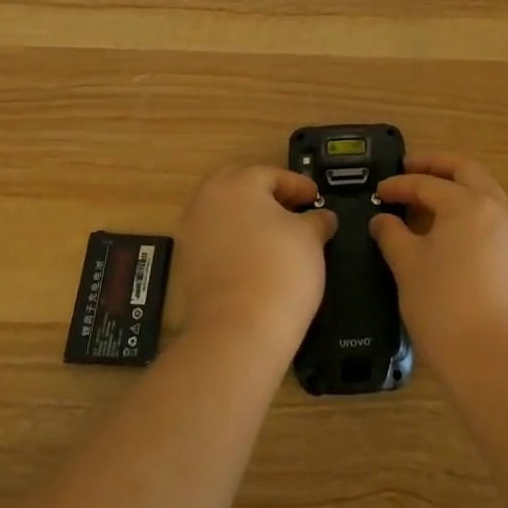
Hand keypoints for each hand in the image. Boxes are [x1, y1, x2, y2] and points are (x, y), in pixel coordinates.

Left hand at [172, 165, 336, 353]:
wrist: (238, 333)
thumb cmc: (281, 272)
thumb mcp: (311, 239)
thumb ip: (317, 219)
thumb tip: (321, 217)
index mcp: (239, 184)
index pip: (273, 175)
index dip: (299, 186)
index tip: (315, 197)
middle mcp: (208, 200)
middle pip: (240, 186)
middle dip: (266, 194)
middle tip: (291, 209)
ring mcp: (192, 232)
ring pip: (224, 212)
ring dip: (247, 217)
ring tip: (275, 235)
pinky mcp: (186, 264)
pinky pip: (214, 239)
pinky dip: (234, 241)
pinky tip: (255, 257)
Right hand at [370, 152, 507, 375]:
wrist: (495, 360)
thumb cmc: (444, 307)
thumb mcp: (408, 266)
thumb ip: (392, 235)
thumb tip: (383, 219)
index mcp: (468, 203)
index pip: (427, 184)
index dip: (400, 185)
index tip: (378, 190)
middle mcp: (496, 207)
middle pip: (465, 170)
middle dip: (436, 165)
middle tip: (409, 167)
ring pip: (483, 190)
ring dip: (456, 184)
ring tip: (427, 194)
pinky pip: (490, 213)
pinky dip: (468, 206)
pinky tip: (447, 224)